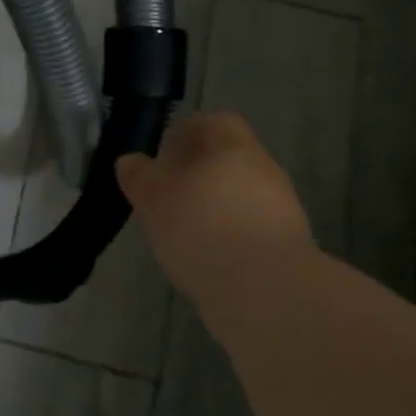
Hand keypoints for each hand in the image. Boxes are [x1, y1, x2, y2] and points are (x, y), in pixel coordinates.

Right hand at [116, 113, 314, 299]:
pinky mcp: (287, 248)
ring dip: (214, 205)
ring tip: (182, 227)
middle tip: (166, 191)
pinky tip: (205, 254)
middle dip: (199, 172)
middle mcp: (265, 172)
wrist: (265, 292)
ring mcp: (281, 211)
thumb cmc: (202, 228)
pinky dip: (228, 234)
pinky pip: (250, 228)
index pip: (217, 123)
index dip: (189, 131)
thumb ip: (140, 178)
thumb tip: (129, 161)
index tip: (164, 151)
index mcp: (235, 148)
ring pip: (241, 195)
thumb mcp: (154, 200)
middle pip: (230, 160)